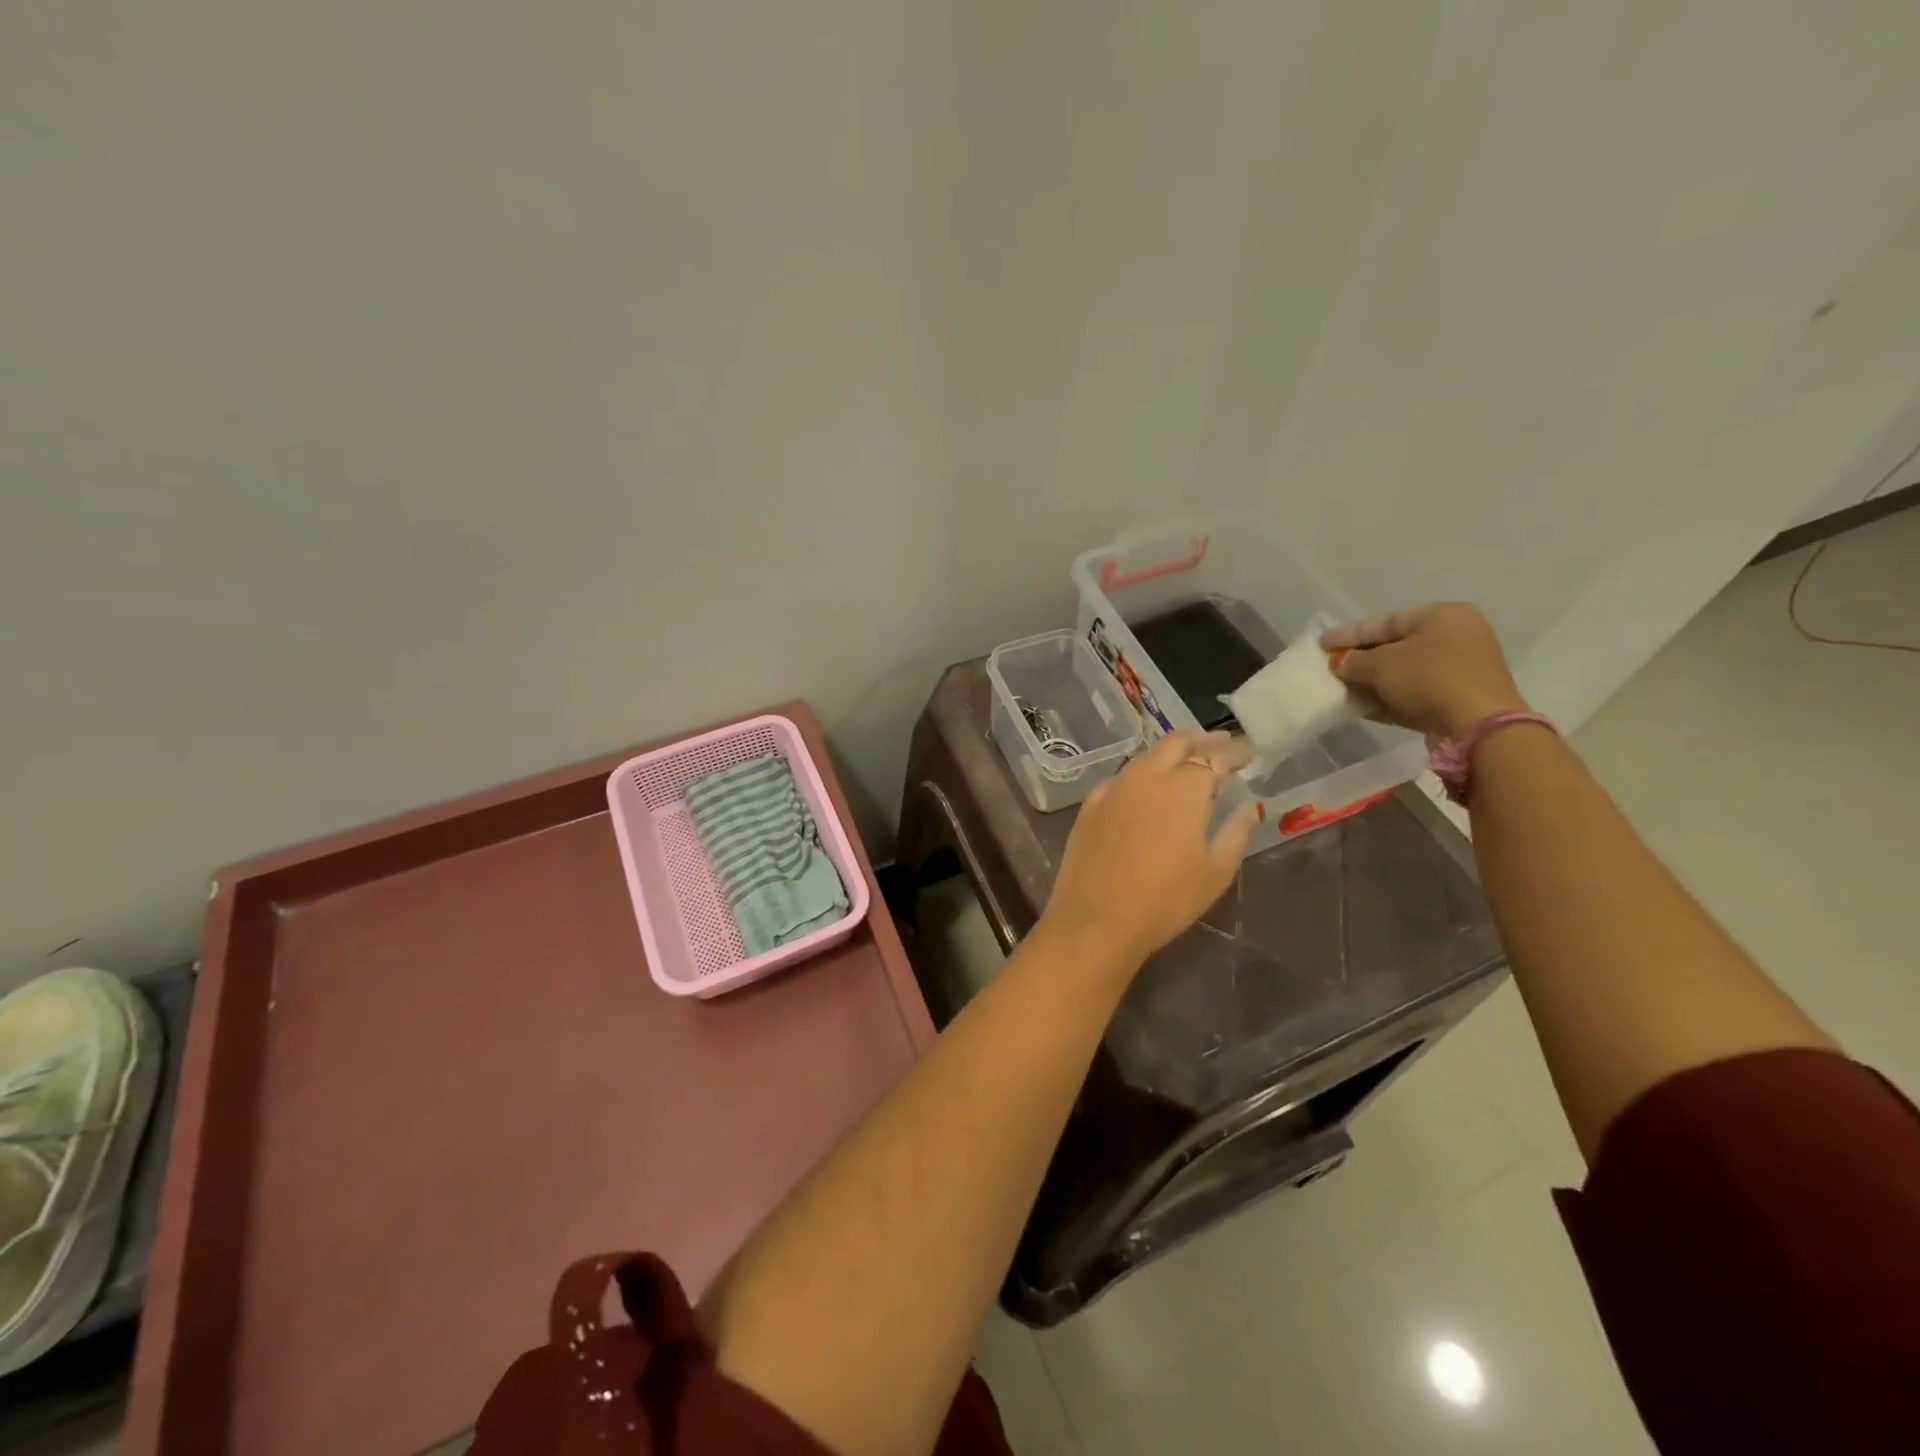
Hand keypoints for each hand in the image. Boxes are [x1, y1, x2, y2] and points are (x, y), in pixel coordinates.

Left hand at [1038, 731, 1260, 973]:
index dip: (1235, 752)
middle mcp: (1147, 776)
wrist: (1095, 919)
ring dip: (1171, 752)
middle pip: (1176, 743)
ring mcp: (1114, 787)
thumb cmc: (1165, 900)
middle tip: (1221, 744)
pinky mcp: (1090, 803)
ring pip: (1147, 756)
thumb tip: (1249, 806)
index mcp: (1183, 788)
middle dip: (1202, 740)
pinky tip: (1148, 786)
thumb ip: (1235, 832)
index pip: (1215, 758)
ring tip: (1188, 760)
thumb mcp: (1215, 872)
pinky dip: (1143, 772)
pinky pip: (1123, 776)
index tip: (1249, 751)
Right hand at [1320, 602, 1527, 738]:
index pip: (1386, 621)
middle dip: (1360, 659)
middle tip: (1330, 666)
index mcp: (1442, 615)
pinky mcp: (1456, 699)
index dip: (1349, 633)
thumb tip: (1339, 664)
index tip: (1321, 643)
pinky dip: (1387, 698)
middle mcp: (1455, 637)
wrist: (1477, 725)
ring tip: (1339, 688)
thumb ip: (1353, 661)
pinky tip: (1359, 706)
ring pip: (1403, 672)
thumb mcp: (1381, 664)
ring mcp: (1459, 670)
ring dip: (1370, 681)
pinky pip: (1413, 693)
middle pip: (1395, 646)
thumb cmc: (1429, 678)